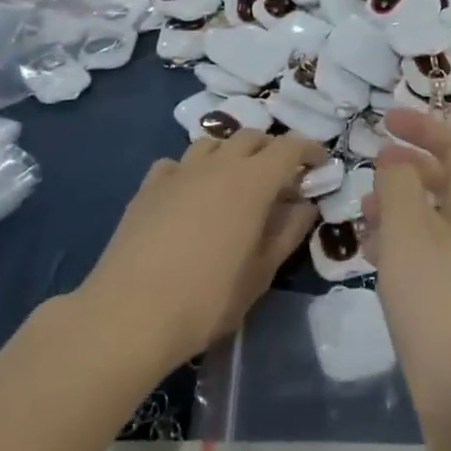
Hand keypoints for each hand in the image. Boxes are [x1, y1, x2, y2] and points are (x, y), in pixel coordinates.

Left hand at [81, 130, 320, 367]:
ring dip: (231, 154)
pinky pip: (177, 164)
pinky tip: (190, 195)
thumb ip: (287, 232)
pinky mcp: (149, 186)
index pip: (288, 147)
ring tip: (235, 183)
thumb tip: (305, 205)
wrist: (130, 313)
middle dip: (271, 150)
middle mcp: (217, 164)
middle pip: (250, 137)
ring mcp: (179, 172)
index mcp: (251, 182)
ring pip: (212, 144)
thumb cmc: (207, 299)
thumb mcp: (260, 273)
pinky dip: (192, 171)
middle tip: (281, 179)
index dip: (308, 150)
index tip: (319, 163)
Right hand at [366, 109, 450, 428]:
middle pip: (449, 180)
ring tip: (363, 212)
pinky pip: (431, 254)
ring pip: (436, 219)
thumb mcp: (408, 230)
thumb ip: (399, 184)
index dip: (423, 126)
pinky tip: (373, 256)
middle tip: (372, 163)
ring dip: (401, 206)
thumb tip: (396, 159)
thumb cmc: (439, 301)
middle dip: (410, 167)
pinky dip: (403, 243)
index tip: (386, 118)